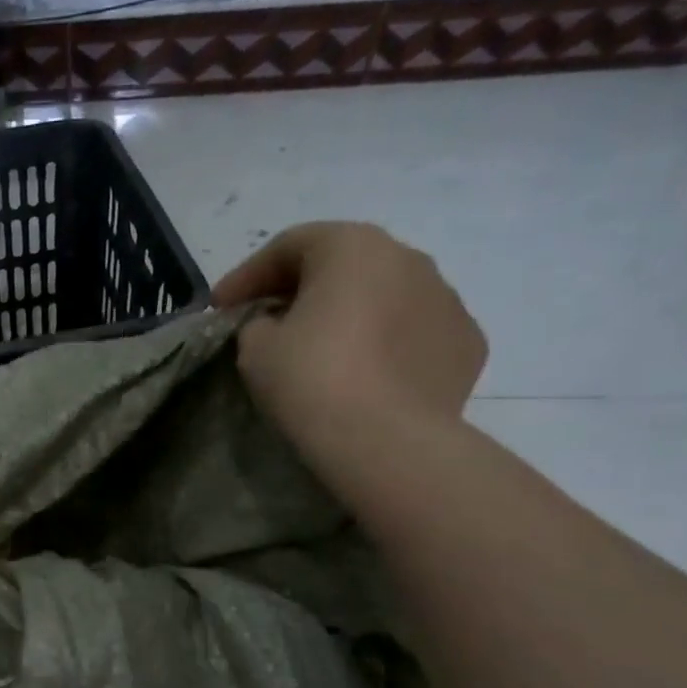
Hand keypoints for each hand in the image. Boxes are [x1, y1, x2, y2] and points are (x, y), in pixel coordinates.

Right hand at [212, 222, 485, 483]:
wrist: (384, 441)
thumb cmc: (311, 379)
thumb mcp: (256, 347)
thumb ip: (260, 323)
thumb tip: (278, 325)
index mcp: (353, 247)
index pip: (289, 246)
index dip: (246, 275)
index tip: (219, 307)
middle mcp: (409, 259)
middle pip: (343, 265)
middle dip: (302, 290)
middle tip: (269, 322)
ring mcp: (448, 300)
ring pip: (385, 297)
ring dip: (351, 315)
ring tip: (325, 352)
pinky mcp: (467, 344)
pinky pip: (414, 334)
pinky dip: (388, 346)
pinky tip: (369, 376)